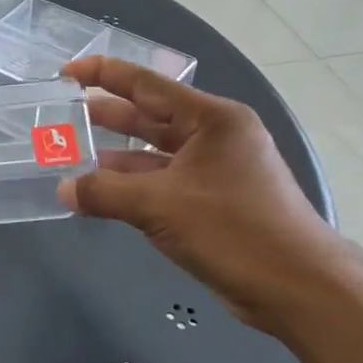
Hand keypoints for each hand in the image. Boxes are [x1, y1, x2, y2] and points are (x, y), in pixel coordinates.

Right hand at [57, 57, 358, 327]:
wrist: (302, 291)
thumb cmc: (234, 230)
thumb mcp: (160, 206)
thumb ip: (104, 192)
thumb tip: (64, 190)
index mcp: (212, 120)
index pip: (146, 84)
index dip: (103, 73)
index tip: (65, 72)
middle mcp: (215, 137)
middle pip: (149, 117)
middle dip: (105, 116)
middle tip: (61, 115)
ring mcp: (216, 170)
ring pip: (153, 152)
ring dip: (114, 156)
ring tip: (71, 156)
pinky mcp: (214, 202)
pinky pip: (162, 182)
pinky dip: (131, 185)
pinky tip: (100, 194)